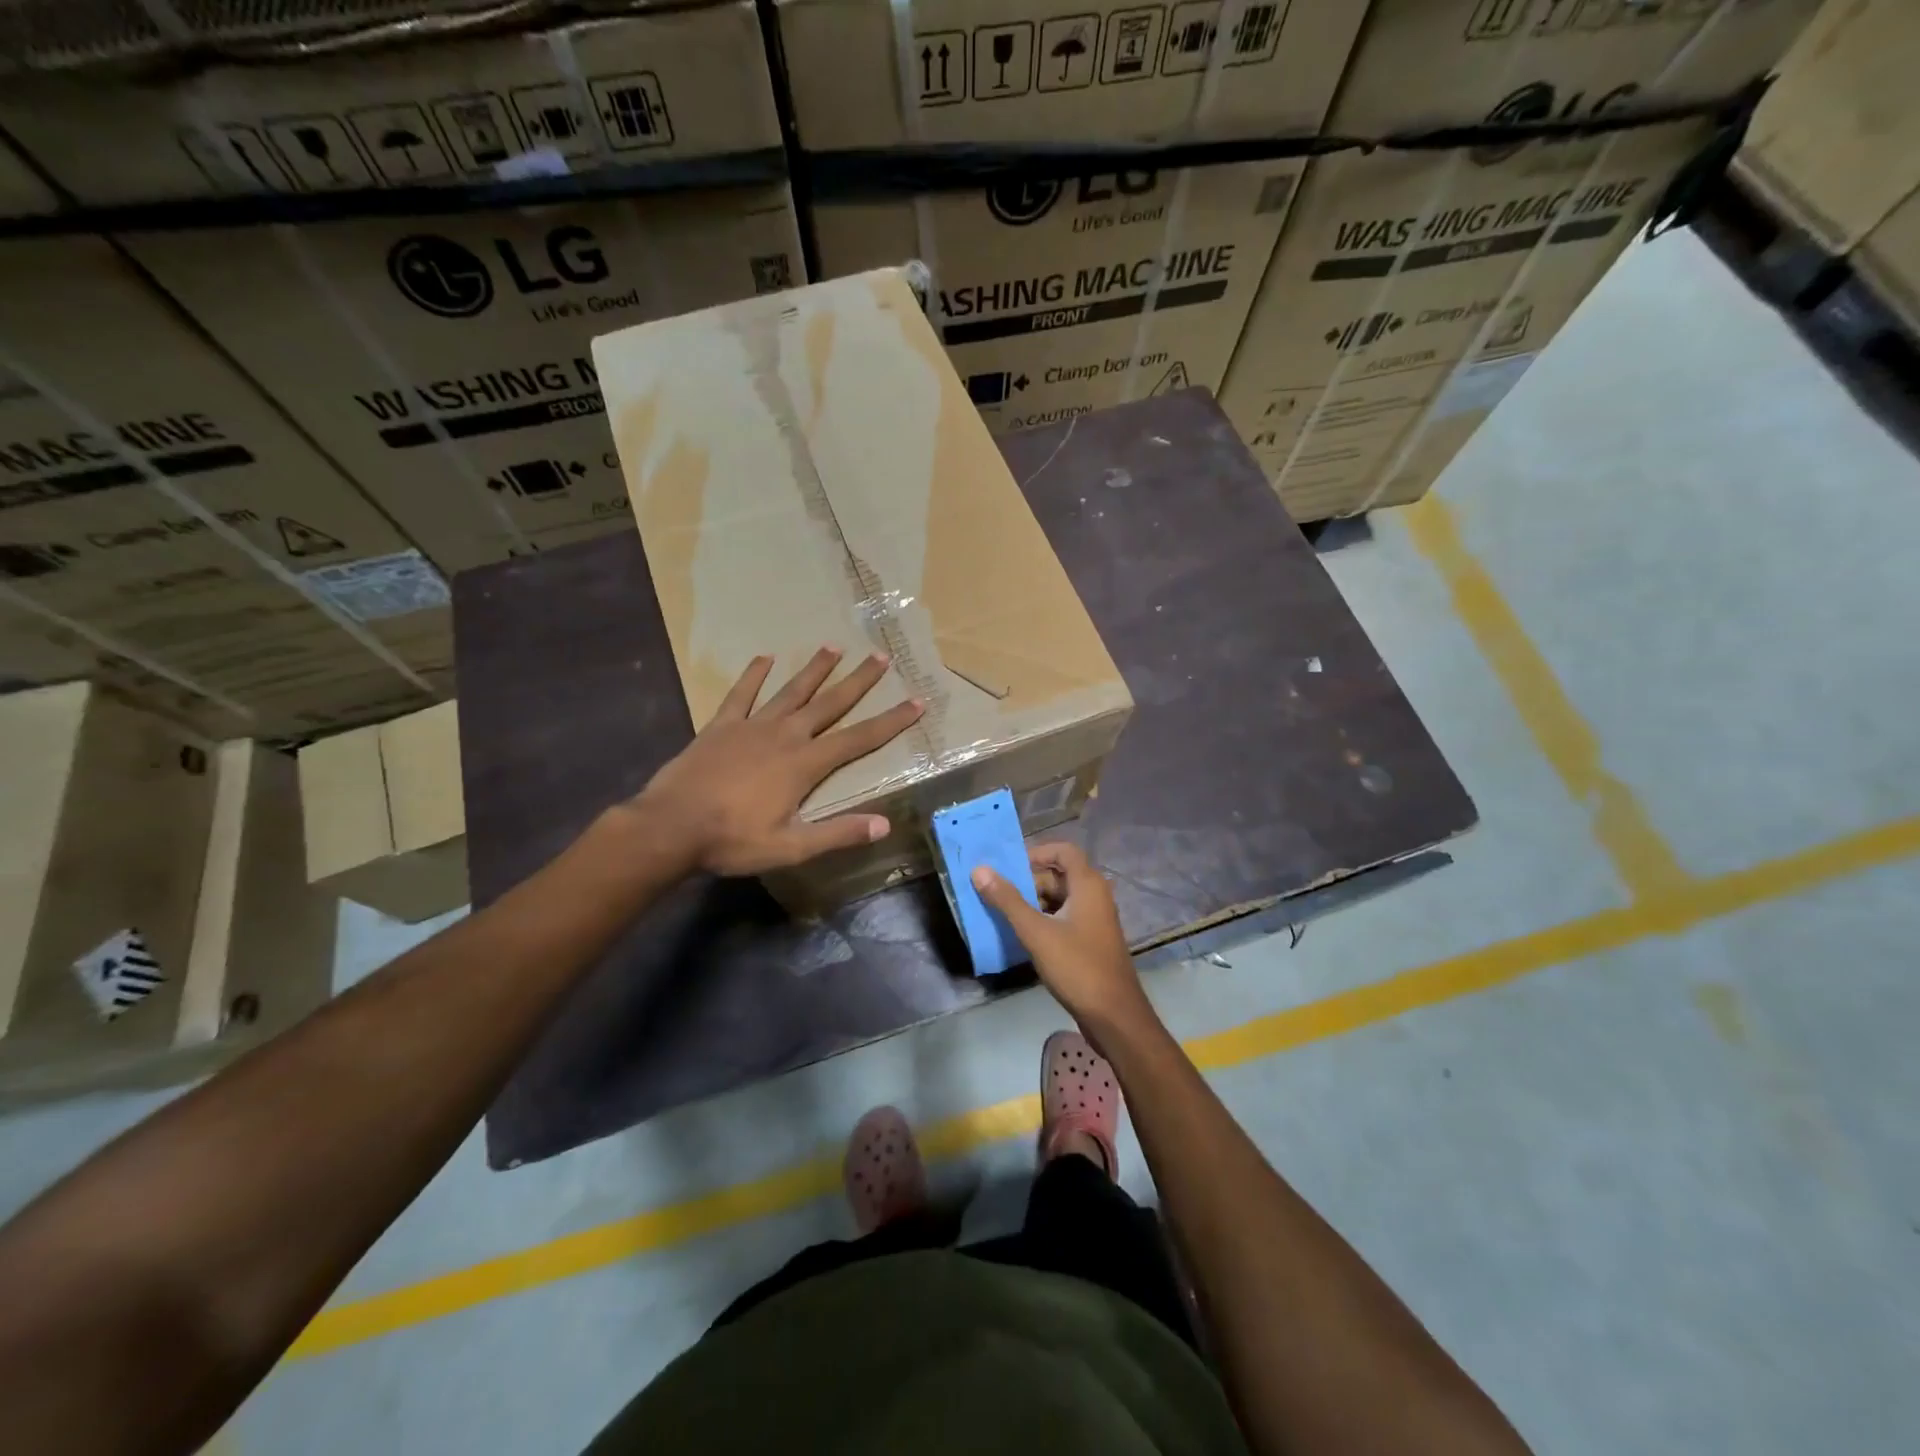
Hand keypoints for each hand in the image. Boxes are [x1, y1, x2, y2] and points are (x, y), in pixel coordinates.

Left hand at [636, 647, 923, 875]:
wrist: (670, 826)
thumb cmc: (733, 840)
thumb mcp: (791, 846)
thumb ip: (838, 834)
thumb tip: (884, 824)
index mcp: (805, 764)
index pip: (859, 738)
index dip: (890, 721)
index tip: (915, 702)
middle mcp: (785, 735)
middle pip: (830, 703)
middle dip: (858, 681)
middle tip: (880, 657)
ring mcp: (751, 726)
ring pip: (791, 691)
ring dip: (814, 670)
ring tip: (833, 647)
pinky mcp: (721, 726)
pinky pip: (742, 694)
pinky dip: (754, 676)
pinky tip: (764, 658)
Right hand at [972, 842, 1154, 1034]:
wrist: (1114, 1016)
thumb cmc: (1077, 967)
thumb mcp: (1036, 932)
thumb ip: (1007, 900)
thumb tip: (980, 870)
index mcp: (1088, 885)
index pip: (1063, 851)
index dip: (1036, 852)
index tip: (1009, 866)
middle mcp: (1095, 896)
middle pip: (1059, 875)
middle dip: (1028, 882)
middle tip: (997, 894)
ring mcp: (1095, 920)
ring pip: (1060, 899)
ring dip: (1033, 903)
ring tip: (1003, 915)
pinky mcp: (1091, 941)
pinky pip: (1064, 919)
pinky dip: (1044, 921)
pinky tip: (1022, 937)